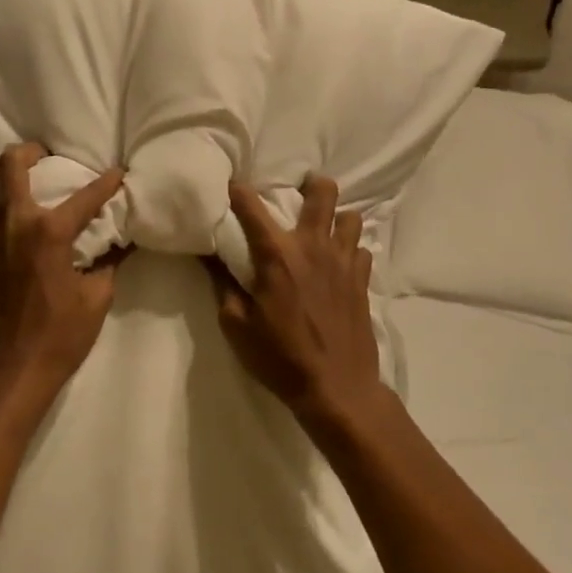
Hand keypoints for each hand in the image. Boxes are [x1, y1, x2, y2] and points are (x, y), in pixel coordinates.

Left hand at [0, 143, 126, 407]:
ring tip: (12, 186)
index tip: (117, 173)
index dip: (106, 182)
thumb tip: (124, 244)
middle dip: (28, 152)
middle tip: (43, 156)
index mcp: (50, 232)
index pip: (85, 197)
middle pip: (10, 166)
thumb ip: (110, 264)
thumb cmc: (62, 335)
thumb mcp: (98, 298)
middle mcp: (14, 225)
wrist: (14, 370)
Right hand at [207, 175, 382, 434]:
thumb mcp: (236, 325)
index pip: (252, 207)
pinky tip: (339, 264)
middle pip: (323, 193)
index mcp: (276, 255)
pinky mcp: (362, 280)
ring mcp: (343, 261)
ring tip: (323, 231)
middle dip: (312, 185)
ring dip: (335, 219)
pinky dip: (350, 249)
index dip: (239, 190)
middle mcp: (312, 247)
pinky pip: (362, 249)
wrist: (337, 389)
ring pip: (350, 217)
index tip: (232, 183)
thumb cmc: (279, 357)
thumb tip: (209, 257)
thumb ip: (223, 285)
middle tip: (300, 192)